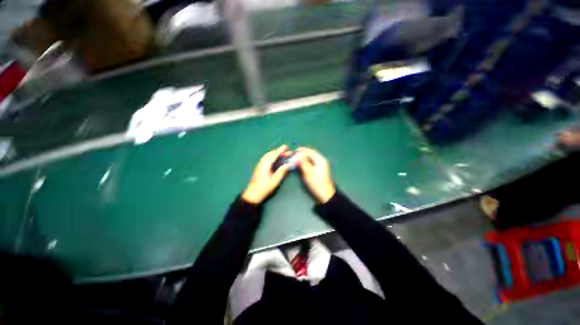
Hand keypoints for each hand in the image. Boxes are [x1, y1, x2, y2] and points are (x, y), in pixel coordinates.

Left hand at [242, 145, 291, 203]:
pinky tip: (275, 159)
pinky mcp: (259, 167)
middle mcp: (262, 162)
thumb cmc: (264, 187)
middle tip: (287, 151)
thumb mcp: (275, 180)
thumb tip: (289, 163)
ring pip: (268, 155)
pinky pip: (266, 158)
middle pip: (270, 153)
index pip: (274, 154)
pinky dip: (272, 156)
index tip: (286, 146)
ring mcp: (260, 164)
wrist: (252, 194)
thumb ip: (282, 171)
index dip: (280, 150)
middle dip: (278, 151)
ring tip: (282, 154)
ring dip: (275, 153)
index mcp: (266, 164)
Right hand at [296, 147, 335, 203]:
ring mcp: (321, 164)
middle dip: (302, 152)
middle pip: (311, 153)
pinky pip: (311, 161)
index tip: (293, 151)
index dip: (301, 150)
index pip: (310, 151)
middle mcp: (321, 160)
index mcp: (320, 160)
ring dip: (304, 156)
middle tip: (294, 153)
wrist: (325, 194)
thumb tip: (297, 154)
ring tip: (296, 157)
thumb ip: (303, 162)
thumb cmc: (317, 184)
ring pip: (311, 156)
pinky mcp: (319, 168)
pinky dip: (306, 160)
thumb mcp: (308, 173)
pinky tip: (301, 162)